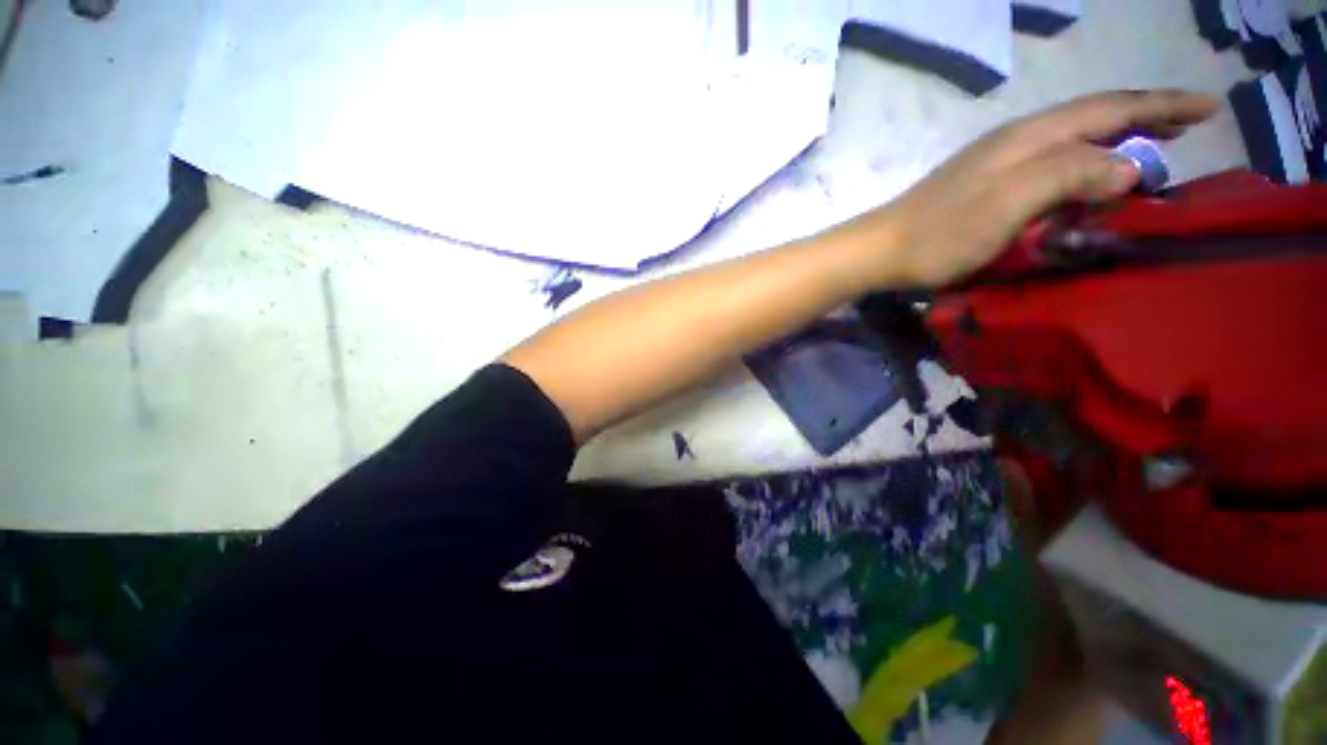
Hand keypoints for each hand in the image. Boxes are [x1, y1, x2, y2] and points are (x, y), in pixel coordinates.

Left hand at [853, 90, 1220, 287]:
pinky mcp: (984, 189)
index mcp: (1030, 136)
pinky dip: (1081, 167)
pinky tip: (1086, 181)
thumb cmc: (941, 232)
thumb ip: (1070, 174)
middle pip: (1094, 119)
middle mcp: (1017, 140)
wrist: (880, 250)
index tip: (1209, 106)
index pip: (1111, 108)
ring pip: (1073, 142)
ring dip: (1115, 143)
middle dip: (1145, 119)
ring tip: (1150, 154)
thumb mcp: (1011, 201)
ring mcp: (996, 164)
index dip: (1162, 105)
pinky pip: (1049, 168)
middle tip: (1188, 129)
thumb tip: (1130, 166)